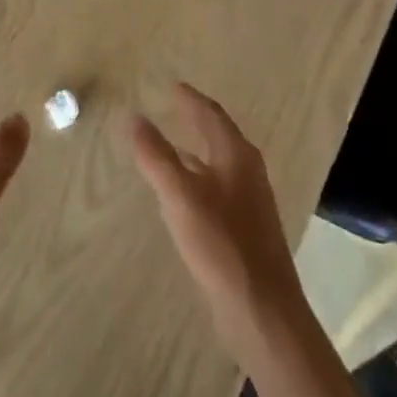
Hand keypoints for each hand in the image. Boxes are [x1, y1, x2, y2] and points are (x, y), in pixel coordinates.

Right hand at [128, 84, 308, 354]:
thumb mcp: (180, 196)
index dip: (191, 99)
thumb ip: (156, 156)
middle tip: (172, 107)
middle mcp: (248, 173)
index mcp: (236, 157)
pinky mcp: (246, 229)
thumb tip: (133, 117)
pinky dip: (199, 176)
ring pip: (220, 163)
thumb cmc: (222, 246)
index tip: (173, 85)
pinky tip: (183, 193)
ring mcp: (250, 202)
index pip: (212, 115)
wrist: (263, 311)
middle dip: (196, 120)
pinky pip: (218, 187)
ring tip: (171, 145)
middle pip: (220, 136)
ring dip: (197, 149)